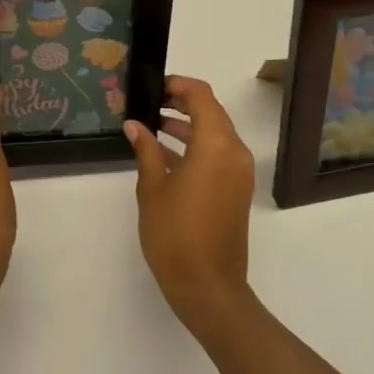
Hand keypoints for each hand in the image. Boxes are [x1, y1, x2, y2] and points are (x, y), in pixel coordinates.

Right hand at [124, 76, 256, 336]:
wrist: (209, 287)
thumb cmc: (176, 234)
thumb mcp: (153, 188)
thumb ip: (146, 150)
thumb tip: (134, 125)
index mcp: (216, 144)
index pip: (202, 96)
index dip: (178, 85)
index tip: (152, 87)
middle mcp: (234, 151)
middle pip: (211, 111)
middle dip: (182, 103)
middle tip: (149, 102)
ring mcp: (239, 172)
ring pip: (215, 133)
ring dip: (188, 125)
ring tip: (152, 124)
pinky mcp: (237, 189)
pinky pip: (218, 154)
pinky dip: (196, 146)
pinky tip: (165, 153)